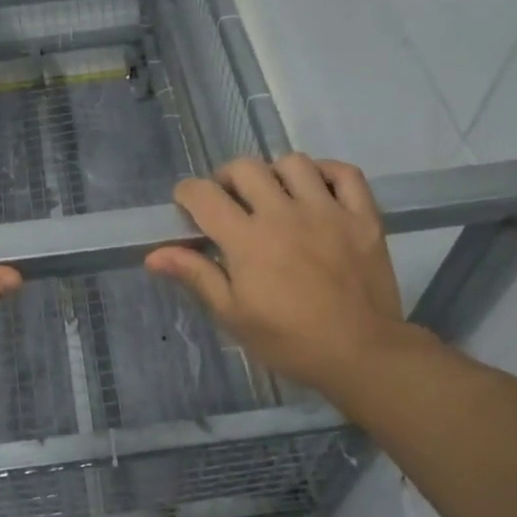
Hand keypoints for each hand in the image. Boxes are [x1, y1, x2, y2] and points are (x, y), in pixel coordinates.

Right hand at [145, 155, 437, 408]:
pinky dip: (327, 173)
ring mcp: (327, 211)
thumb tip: (154, 255)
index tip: (187, 205)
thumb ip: (196, 276)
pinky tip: (317, 188)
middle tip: (230, 201)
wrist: (361, 353)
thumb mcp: (233, 315)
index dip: (187, 194)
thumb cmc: (289, 340)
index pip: (204, 196)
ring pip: (294, 163)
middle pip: (246, 168)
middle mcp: (284, 214)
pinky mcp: (362, 217)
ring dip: (275, 173)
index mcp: (247, 240)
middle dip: (227, 178)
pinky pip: (345, 174)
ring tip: (274, 195)